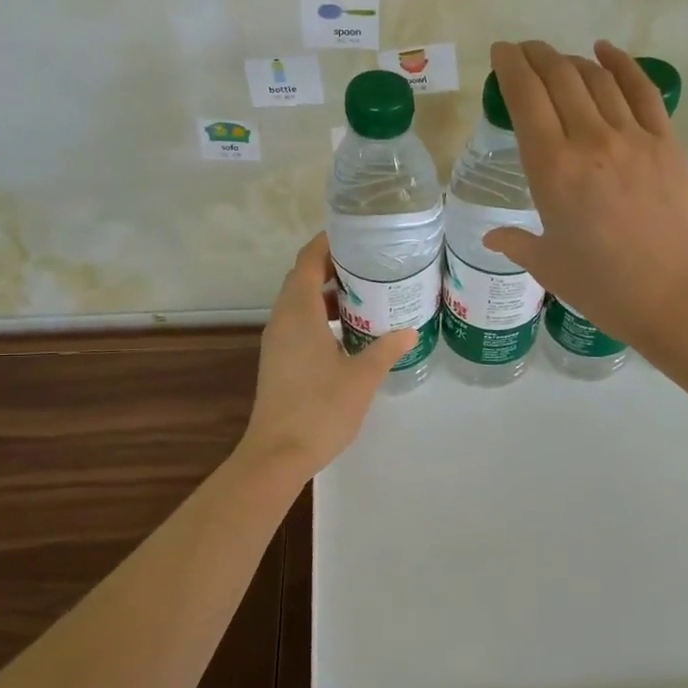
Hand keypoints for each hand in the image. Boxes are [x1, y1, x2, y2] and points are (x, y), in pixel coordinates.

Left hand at [239, 233, 416, 477]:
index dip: (327, 242)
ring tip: (365, 294)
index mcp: (299, 313)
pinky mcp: (279, 360)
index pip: (308, 261)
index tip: (354, 233)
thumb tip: (410, 329)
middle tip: (369, 263)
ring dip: (327, 293)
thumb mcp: (362, 376)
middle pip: (302, 278)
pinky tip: (348, 332)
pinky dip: (320, 316)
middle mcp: (282, 320)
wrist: (278, 454)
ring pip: (299, 303)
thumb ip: (386, 349)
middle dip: (332, 266)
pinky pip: (298, 324)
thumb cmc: (321, 408)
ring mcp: (277, 341)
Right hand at [484, 40, 687, 349]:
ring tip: (558, 58)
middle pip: (560, 78)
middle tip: (524, 51)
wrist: (677, 297)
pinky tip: (606, 51)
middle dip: (536, 56)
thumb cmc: (604, 288)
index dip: (510, 67)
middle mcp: (590, 140)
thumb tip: (493, 237)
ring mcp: (633, 137)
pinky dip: (622, 64)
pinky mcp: (667, 142)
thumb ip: (516, 243)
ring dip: (572, 60)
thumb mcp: (549, 266)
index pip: (525, 99)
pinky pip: (642, 90)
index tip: (501, 52)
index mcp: (552, 169)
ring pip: (597, 79)